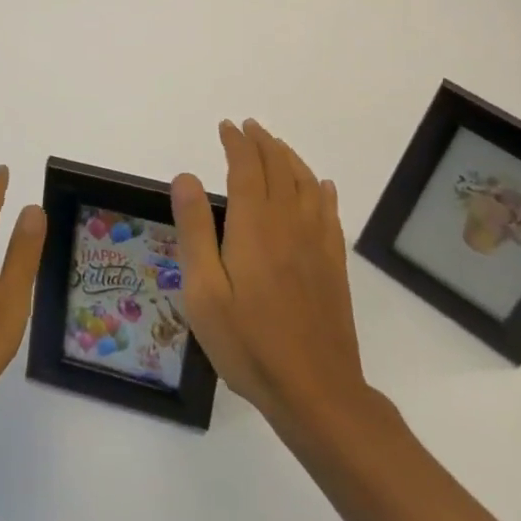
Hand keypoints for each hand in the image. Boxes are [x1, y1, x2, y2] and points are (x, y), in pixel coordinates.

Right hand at [172, 119, 365, 431]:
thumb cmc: (249, 344)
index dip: (236, 142)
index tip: (226, 127)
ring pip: (306, 183)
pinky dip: (321, 190)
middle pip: (279, 167)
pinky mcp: (334, 265)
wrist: (317, 393)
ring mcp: (317, 243)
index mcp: (255, 224)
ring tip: (276, 146)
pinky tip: (321, 186)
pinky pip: (329, 212)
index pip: (247, 166)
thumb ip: (195, 230)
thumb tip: (186, 177)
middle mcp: (289, 222)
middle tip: (248, 128)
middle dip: (262, 142)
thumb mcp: (204, 292)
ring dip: (289, 158)